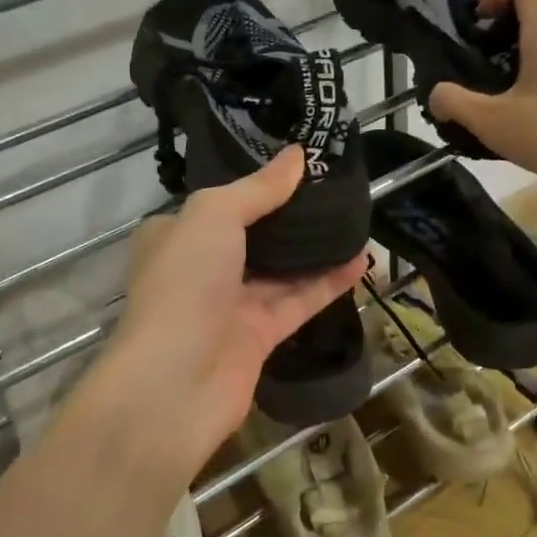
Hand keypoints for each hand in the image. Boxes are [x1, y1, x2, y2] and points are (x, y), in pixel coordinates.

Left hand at [87, 148, 364, 486]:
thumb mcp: (214, 215)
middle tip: (336, 190)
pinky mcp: (259, 337)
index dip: (256, 184)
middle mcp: (201, 268)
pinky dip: (327, 282)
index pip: (219, 203)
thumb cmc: (185, 283)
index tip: (297, 164)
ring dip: (316, 249)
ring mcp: (230, 305)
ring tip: (356, 220)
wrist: (176, 381)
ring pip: (280, 270)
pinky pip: (298, 301)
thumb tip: (296, 155)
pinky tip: (360, 261)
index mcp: (176, 235)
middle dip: (292, 216)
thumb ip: (258, 188)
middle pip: (254, 235)